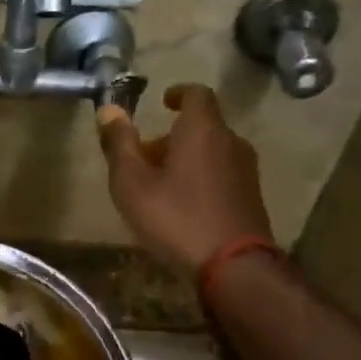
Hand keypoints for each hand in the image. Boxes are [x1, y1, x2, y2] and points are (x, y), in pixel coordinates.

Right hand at [97, 83, 278, 276]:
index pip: (196, 94)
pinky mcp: (251, 197)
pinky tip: (182, 207)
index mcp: (202, 129)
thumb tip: (109, 109)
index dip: (178, 93)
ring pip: (211, 152)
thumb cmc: (176, 217)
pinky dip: (201, 178)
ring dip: (186, 159)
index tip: (162, 103)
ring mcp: (246, 170)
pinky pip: (221, 174)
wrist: (234, 266)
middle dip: (172, 136)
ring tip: (159, 186)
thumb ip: (119, 144)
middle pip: (202, 127)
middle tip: (144, 158)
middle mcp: (230, 142)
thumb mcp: (132, 183)